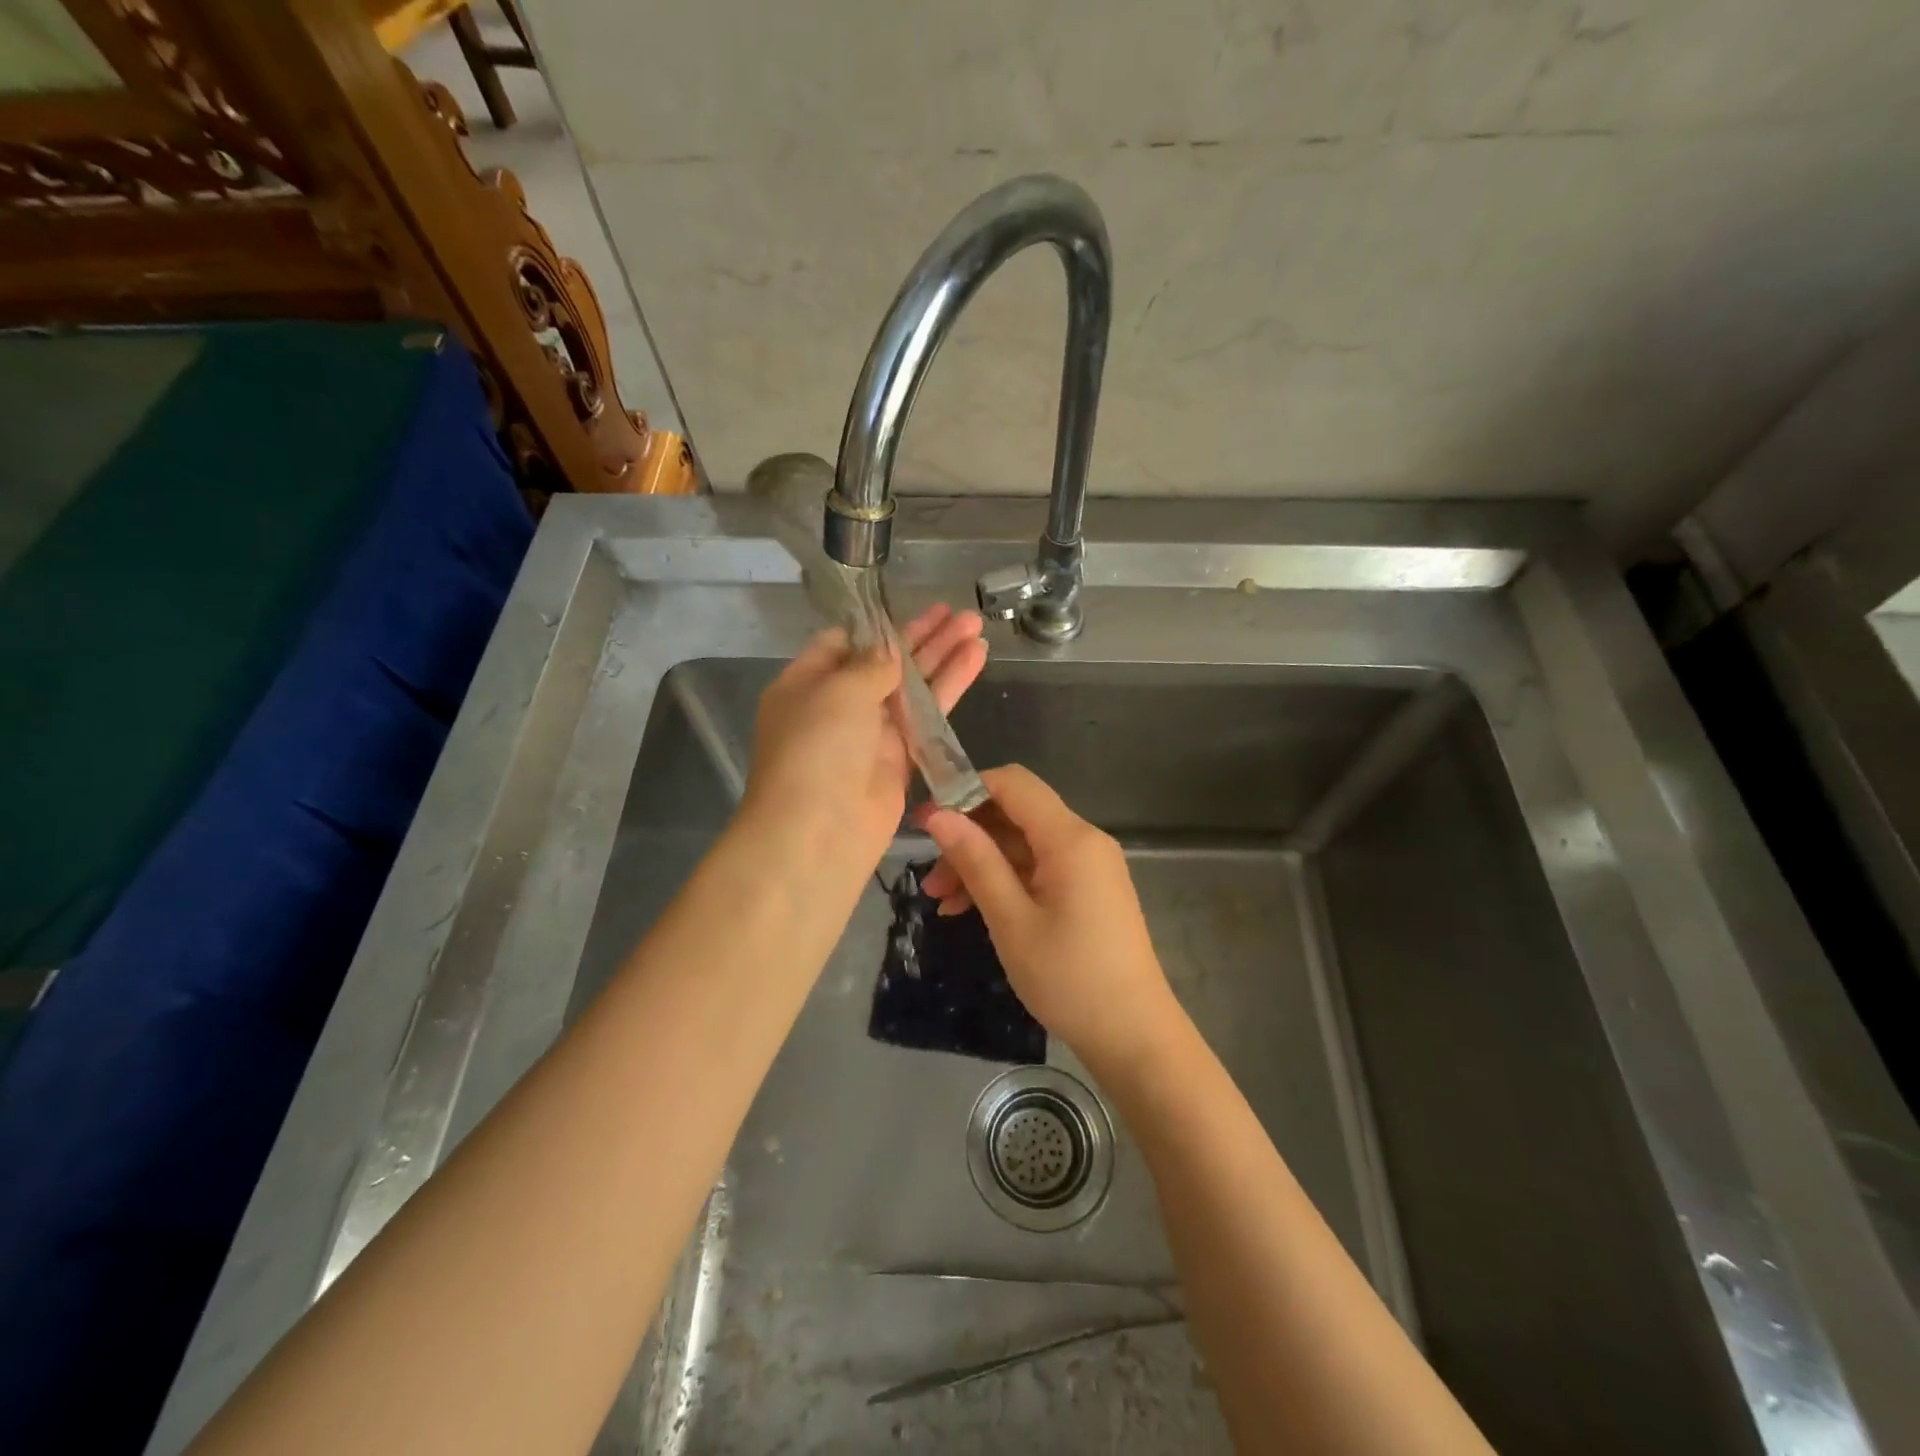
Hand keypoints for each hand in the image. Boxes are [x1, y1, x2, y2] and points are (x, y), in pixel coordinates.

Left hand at [743, 603, 986, 873]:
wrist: (820, 832)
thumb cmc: (817, 748)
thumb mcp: (839, 690)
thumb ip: (871, 664)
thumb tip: (888, 652)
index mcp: (807, 683)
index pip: (844, 643)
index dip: (879, 626)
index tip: (912, 609)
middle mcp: (838, 706)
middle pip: (885, 662)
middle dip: (922, 636)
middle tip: (960, 614)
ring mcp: (870, 734)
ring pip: (913, 687)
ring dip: (944, 657)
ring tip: (977, 627)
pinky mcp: (900, 759)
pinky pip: (928, 716)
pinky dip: (950, 688)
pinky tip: (976, 661)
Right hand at [921, 764, 1177, 1068]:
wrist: (1134, 1036)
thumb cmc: (1069, 978)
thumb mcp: (1011, 920)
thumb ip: (975, 861)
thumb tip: (937, 814)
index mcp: (1070, 838)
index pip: (1013, 783)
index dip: (966, 790)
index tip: (927, 821)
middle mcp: (1083, 840)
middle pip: (1016, 814)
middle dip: (969, 837)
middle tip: (929, 878)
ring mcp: (1088, 866)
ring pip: (1023, 844)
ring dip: (981, 864)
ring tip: (942, 902)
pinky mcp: (1087, 890)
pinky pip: (1039, 869)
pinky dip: (1005, 882)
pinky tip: (971, 910)